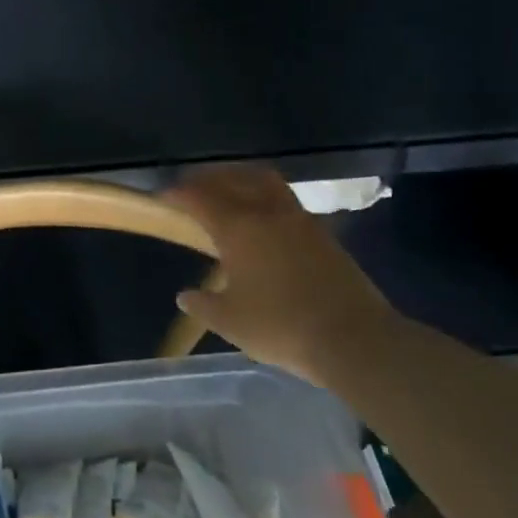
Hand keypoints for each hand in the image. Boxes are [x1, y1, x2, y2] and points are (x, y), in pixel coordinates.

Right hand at [165, 164, 397, 383]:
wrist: (354, 338)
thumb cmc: (281, 326)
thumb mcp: (230, 321)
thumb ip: (203, 305)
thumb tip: (186, 296)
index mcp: (238, 227)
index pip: (199, 197)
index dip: (178, 193)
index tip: (163, 197)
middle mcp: (266, 212)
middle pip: (232, 178)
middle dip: (207, 179)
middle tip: (191, 188)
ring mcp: (299, 219)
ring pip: (263, 181)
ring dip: (240, 179)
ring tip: (227, 191)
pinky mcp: (322, 233)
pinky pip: (284, 199)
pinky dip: (264, 196)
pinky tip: (262, 218)